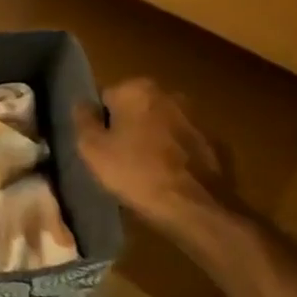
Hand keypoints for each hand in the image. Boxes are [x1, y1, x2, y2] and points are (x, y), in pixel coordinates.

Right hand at [74, 78, 238, 244]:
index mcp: (136, 88)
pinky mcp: (214, 141)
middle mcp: (168, 93)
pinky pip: (182, 142)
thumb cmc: (135, 172)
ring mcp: (195, 116)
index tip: (101, 147)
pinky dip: (174, 153)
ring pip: (160, 124)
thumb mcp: (92, 148)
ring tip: (145, 170)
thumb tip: (82, 103)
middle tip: (120, 159)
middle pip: (135, 108)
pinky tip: (169, 176)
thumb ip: (82, 119)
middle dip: (127, 127)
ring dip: (152, 139)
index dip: (100, 123)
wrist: (195, 207)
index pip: (105, 98)